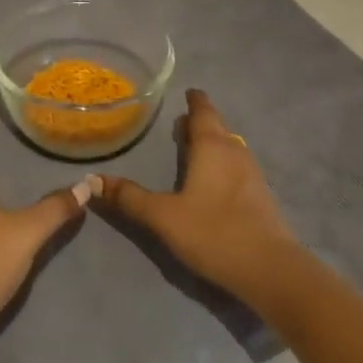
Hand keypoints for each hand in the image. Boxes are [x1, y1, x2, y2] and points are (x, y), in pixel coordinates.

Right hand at [98, 89, 300, 303]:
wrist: (270, 270)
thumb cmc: (213, 232)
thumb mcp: (163, 216)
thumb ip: (129, 198)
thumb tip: (92, 180)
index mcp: (212, 146)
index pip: (203, 111)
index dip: (194, 100)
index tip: (187, 92)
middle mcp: (235, 151)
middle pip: (217, 127)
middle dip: (200, 122)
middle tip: (181, 123)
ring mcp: (253, 174)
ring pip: (230, 147)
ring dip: (213, 143)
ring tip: (195, 149)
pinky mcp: (262, 197)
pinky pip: (238, 168)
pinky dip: (223, 165)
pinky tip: (214, 182)